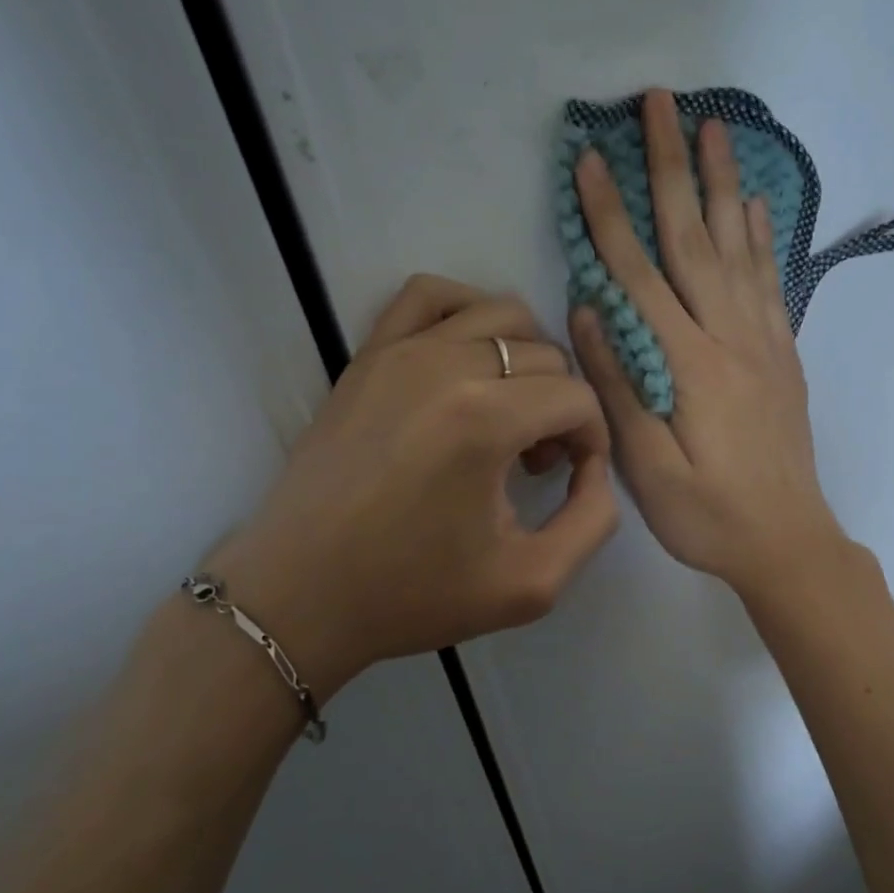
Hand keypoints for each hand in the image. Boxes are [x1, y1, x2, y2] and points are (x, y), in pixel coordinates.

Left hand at [213, 275, 617, 695]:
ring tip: (508, 414)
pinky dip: (467, 314)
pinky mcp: (368, 355)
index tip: (570, 479)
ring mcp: (399, 352)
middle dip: (561, 408)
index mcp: (484, 421)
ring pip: (502, 315)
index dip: (592, 441)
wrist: (300, 596)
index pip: (577, 399)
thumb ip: (593, 519)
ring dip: (527, 360)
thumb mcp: (532, 584)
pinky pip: (430, 296)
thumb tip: (593, 466)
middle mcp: (445, 366)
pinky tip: (469, 360)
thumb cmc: (413, 594)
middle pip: (546, 357)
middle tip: (537, 464)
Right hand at [570, 89, 847, 598]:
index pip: (639, 274)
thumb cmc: (708, 516)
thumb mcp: (648, 470)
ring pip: (739, 246)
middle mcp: (730, 338)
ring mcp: (763, 342)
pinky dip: (760, 235)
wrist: (788, 542)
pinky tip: (753, 204)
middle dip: (672, 166)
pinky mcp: (783, 354)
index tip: (589, 158)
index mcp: (689, 365)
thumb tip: (589, 313)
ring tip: (715, 125)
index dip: (609, 214)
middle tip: (660, 102)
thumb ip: (620, 389)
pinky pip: (770, 280)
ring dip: (723, 181)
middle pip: (694, 237)